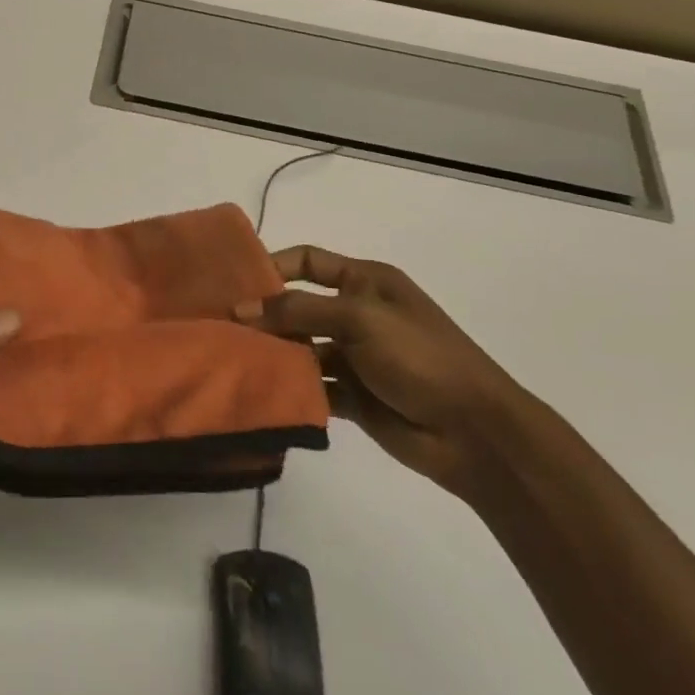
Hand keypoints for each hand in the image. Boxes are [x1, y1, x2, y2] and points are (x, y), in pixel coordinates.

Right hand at [233, 246, 527, 498]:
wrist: (475, 433)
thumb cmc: (420, 357)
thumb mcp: (359, 319)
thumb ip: (298, 311)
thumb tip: (241, 309)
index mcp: (365, 281)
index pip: (307, 261)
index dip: (272, 266)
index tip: (232, 283)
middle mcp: (356, 313)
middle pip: (298, 306)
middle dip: (264, 314)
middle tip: (219, 325)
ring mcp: (354, 356)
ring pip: (301, 348)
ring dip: (273, 352)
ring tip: (232, 359)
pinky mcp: (353, 396)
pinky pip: (311, 385)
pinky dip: (290, 387)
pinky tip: (262, 391)